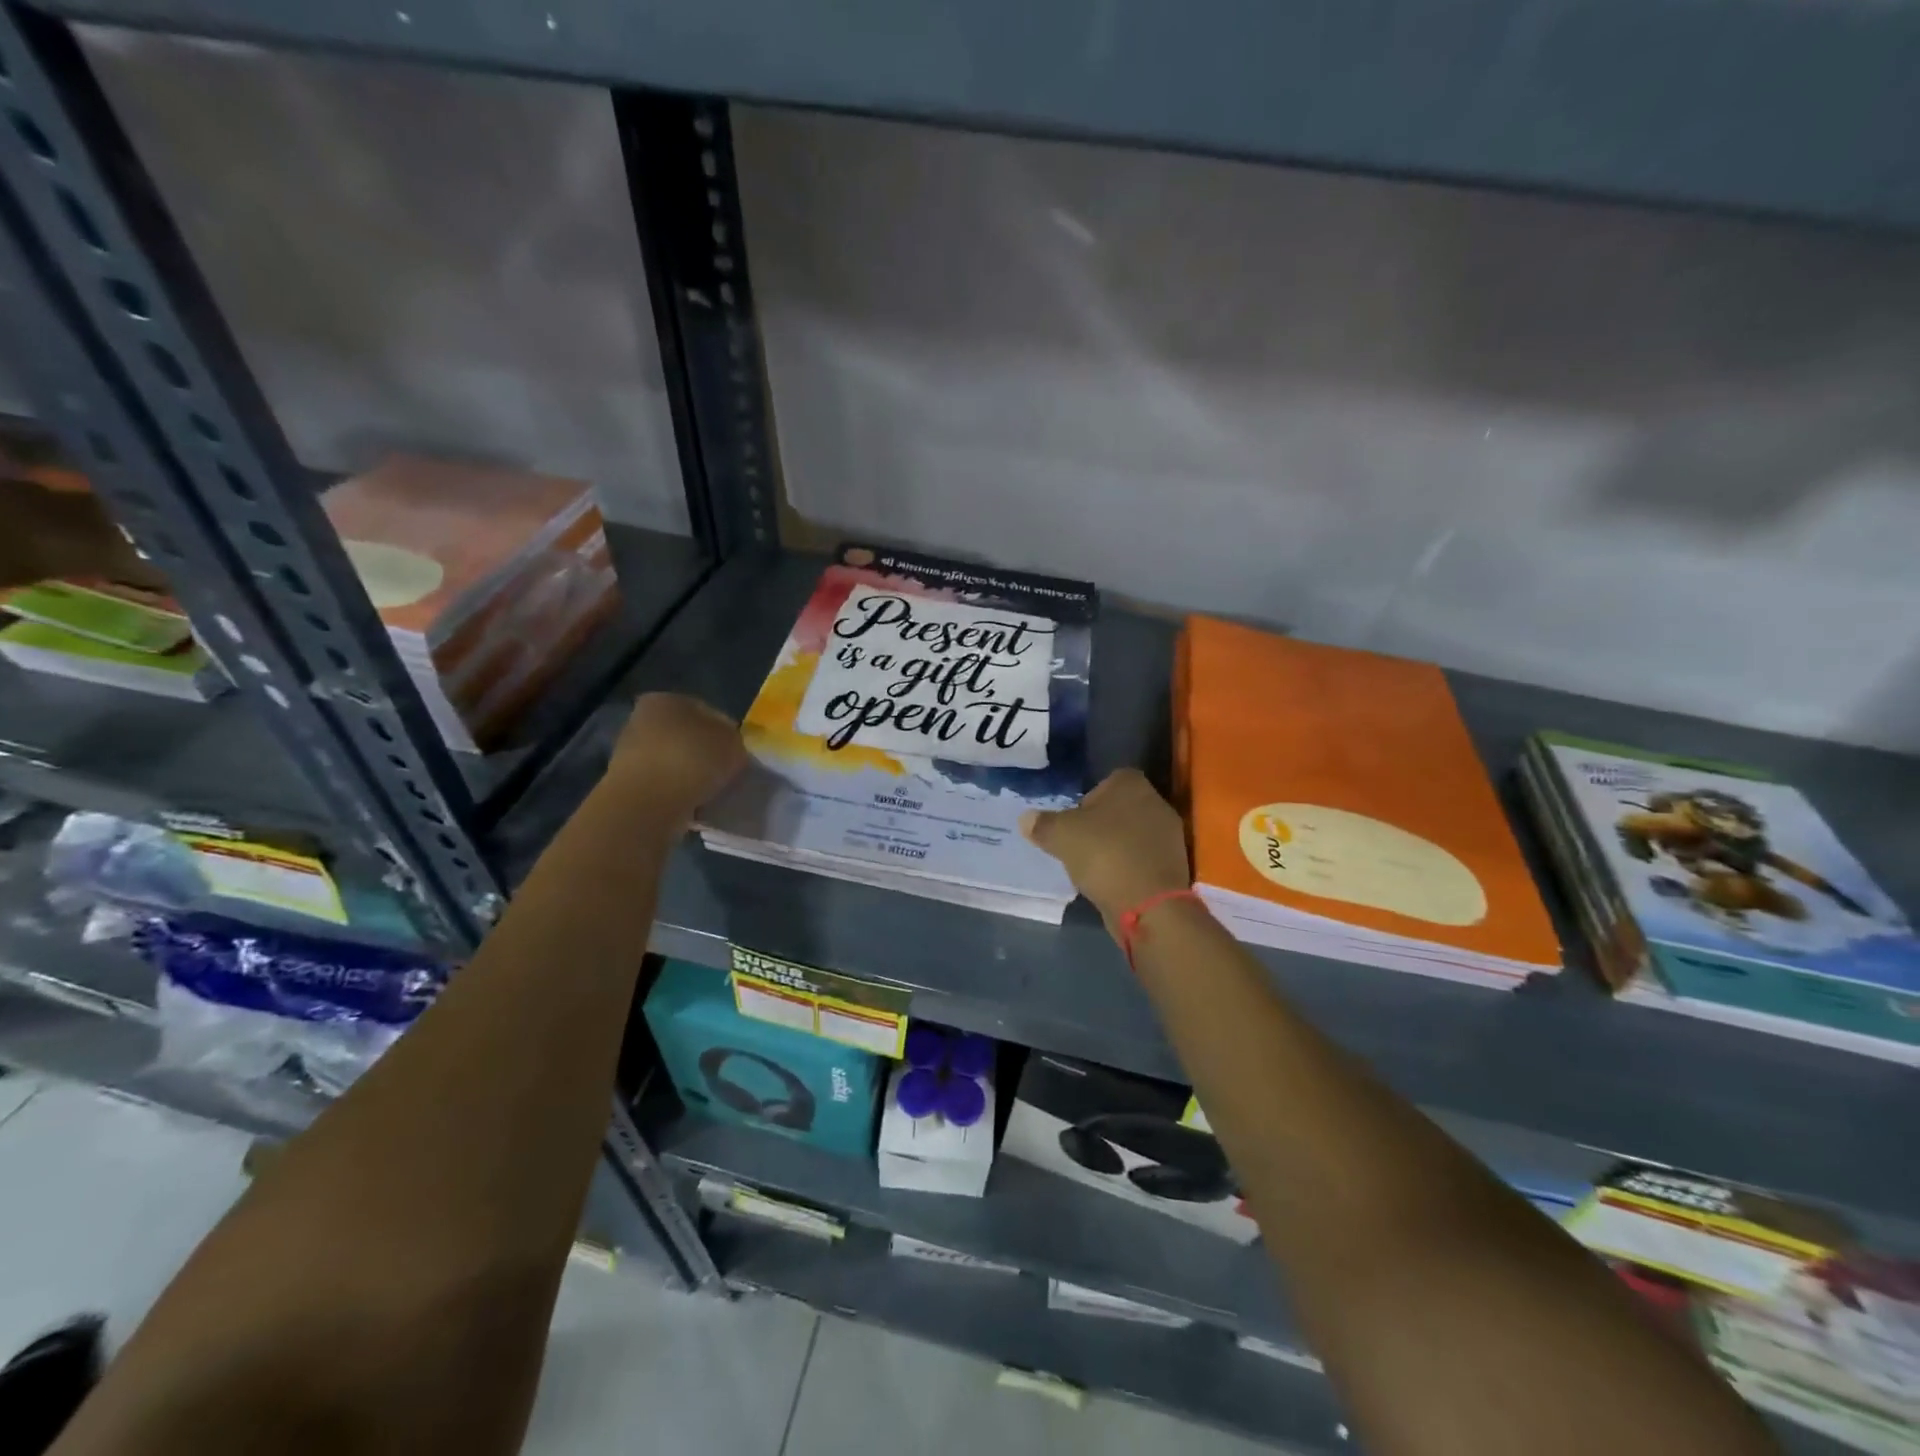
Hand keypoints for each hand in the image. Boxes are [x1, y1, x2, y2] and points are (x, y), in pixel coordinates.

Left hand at [606, 692, 746, 820]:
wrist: (647, 803)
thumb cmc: (692, 760)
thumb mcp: (732, 743)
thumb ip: (734, 740)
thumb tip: (729, 749)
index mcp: (667, 699)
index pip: (707, 711)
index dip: (727, 732)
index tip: (737, 755)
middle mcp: (643, 718)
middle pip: (687, 736)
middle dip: (705, 754)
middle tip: (726, 774)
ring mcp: (630, 752)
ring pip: (674, 761)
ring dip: (691, 774)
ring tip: (710, 793)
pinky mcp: (626, 784)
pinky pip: (663, 785)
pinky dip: (678, 793)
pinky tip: (692, 805)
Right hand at [1021, 768, 1189, 930]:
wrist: (1148, 903)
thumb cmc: (1103, 854)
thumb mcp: (1060, 835)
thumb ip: (1042, 824)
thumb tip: (1026, 818)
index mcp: (1132, 784)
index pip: (1108, 780)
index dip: (1088, 798)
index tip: (1073, 821)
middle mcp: (1156, 802)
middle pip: (1121, 808)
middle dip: (1102, 824)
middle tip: (1079, 843)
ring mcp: (1170, 836)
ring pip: (1134, 834)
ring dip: (1116, 846)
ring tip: (1093, 867)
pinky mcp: (1174, 865)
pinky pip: (1144, 858)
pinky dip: (1129, 867)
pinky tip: (1112, 882)